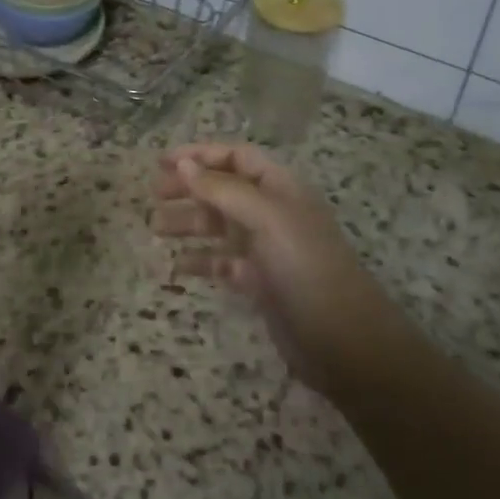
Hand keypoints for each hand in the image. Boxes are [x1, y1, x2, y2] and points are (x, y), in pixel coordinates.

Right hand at [153, 143, 392, 397]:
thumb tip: (183, 164)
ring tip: (154, 228)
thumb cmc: (306, 268)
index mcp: (279, 188)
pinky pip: (223, 263)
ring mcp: (267, 249)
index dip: (201, 154)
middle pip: (223, 189)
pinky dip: (200, 261)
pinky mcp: (261, 284)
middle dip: (189, 188)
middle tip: (153, 195)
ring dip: (188, 223)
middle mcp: (272, 213)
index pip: (236, 157)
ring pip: (219, 226)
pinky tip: (176, 267)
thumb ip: (222, 189)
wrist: (347, 343)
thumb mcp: (266, 219)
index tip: (162, 162)